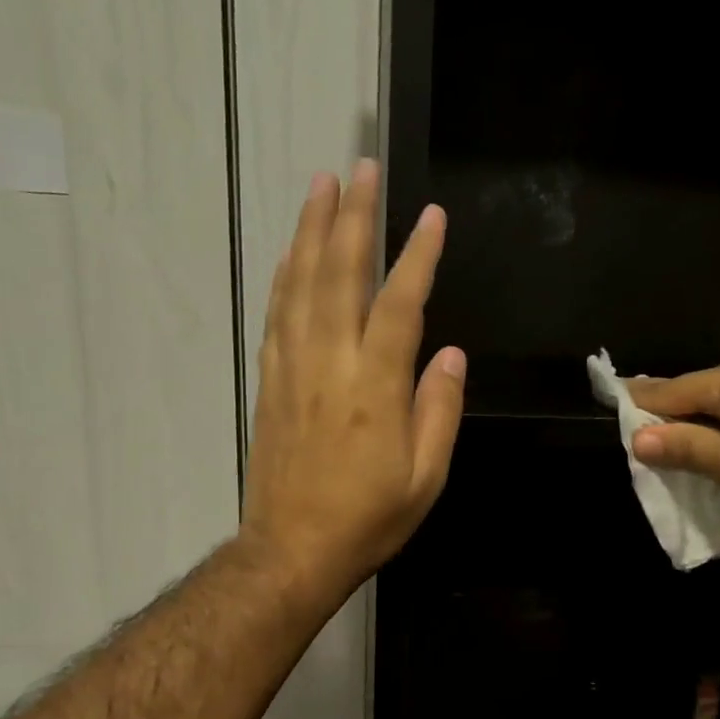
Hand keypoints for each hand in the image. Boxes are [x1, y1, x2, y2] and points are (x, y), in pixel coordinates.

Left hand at [241, 160, 465, 605]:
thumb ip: (439, 409)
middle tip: (360, 168)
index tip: (431, 216)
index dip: (417, 257)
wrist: (293, 550)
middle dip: (353, 218)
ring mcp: (293, 369)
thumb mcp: (426, 476)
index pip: (399, 304)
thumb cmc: (369, 518)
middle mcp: (330, 364)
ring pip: (300, 285)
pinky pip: (277, 314)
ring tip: (321, 186)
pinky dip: (285, 276)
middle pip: (340, 275)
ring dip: (312, 231)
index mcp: (375, 388)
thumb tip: (449, 353)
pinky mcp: (269, 382)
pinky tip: (291, 254)